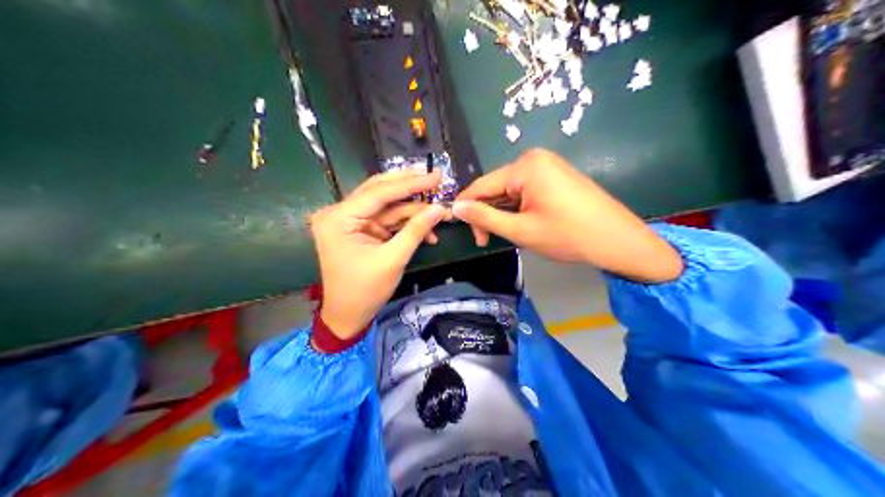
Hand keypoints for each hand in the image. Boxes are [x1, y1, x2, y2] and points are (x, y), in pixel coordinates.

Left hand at [312, 169, 449, 337]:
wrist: (347, 317)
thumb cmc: (365, 291)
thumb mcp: (393, 259)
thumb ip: (415, 230)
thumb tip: (440, 208)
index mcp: (338, 218)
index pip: (378, 193)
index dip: (410, 184)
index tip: (436, 175)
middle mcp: (340, 213)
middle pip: (379, 191)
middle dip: (410, 187)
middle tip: (436, 178)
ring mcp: (350, 221)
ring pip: (386, 205)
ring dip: (412, 208)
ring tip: (439, 208)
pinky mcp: (360, 230)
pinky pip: (386, 219)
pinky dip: (405, 223)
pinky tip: (428, 230)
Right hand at [451, 147, 682, 283]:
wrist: (617, 239)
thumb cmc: (568, 235)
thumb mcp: (521, 230)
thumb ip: (485, 218)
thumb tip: (455, 208)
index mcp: (524, 166)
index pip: (481, 185)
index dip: (468, 209)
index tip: (468, 234)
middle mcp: (534, 158)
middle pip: (496, 186)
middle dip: (489, 213)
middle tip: (489, 241)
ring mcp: (549, 165)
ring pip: (511, 190)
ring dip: (505, 213)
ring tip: (513, 235)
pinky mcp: (558, 175)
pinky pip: (527, 189)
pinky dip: (520, 207)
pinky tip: (526, 224)